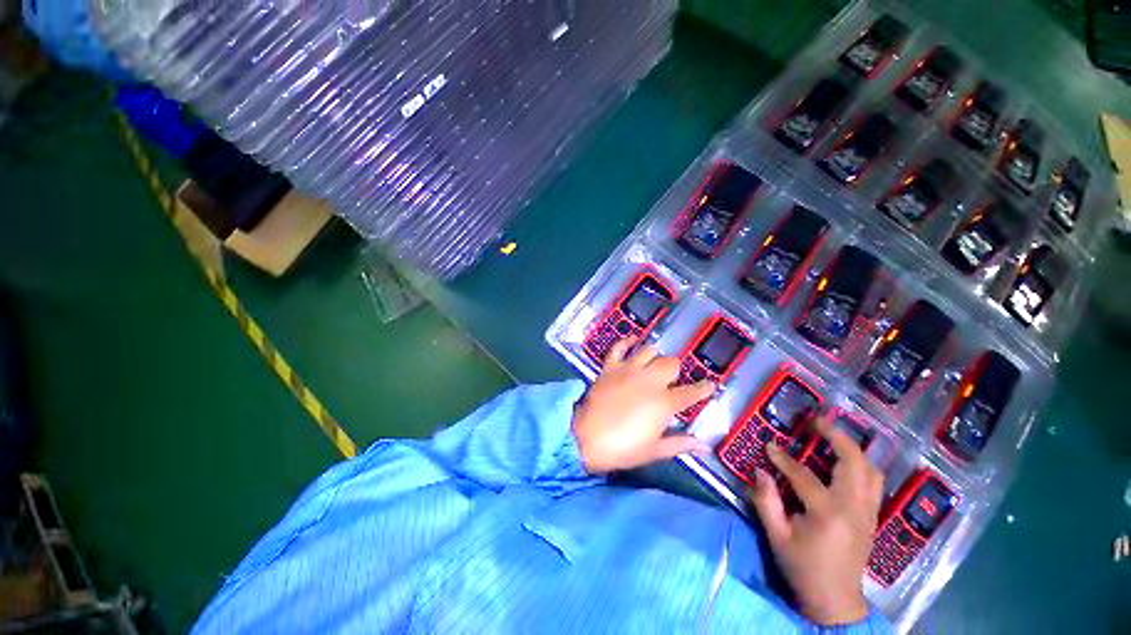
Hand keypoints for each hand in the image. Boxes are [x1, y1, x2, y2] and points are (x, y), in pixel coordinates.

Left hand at [573, 338, 715, 473]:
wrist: (585, 438)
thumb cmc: (622, 448)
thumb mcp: (654, 451)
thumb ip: (681, 444)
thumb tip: (705, 446)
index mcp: (664, 402)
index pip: (692, 392)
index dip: (704, 388)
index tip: (711, 385)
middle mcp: (649, 380)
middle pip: (671, 363)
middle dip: (676, 370)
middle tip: (673, 379)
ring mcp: (628, 370)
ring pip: (649, 350)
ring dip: (655, 355)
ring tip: (656, 361)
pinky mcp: (610, 367)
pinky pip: (619, 347)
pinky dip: (627, 341)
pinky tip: (633, 340)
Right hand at [749, 415, 883, 625]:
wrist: (835, 601)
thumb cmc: (802, 568)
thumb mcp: (777, 536)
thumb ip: (766, 501)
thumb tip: (760, 471)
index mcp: (828, 514)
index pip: (804, 476)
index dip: (783, 458)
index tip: (769, 445)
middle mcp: (854, 508)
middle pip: (853, 463)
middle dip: (836, 437)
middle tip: (816, 422)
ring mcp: (867, 512)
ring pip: (870, 470)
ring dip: (852, 448)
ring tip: (832, 435)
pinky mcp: (871, 517)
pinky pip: (873, 482)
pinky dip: (861, 464)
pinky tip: (845, 459)